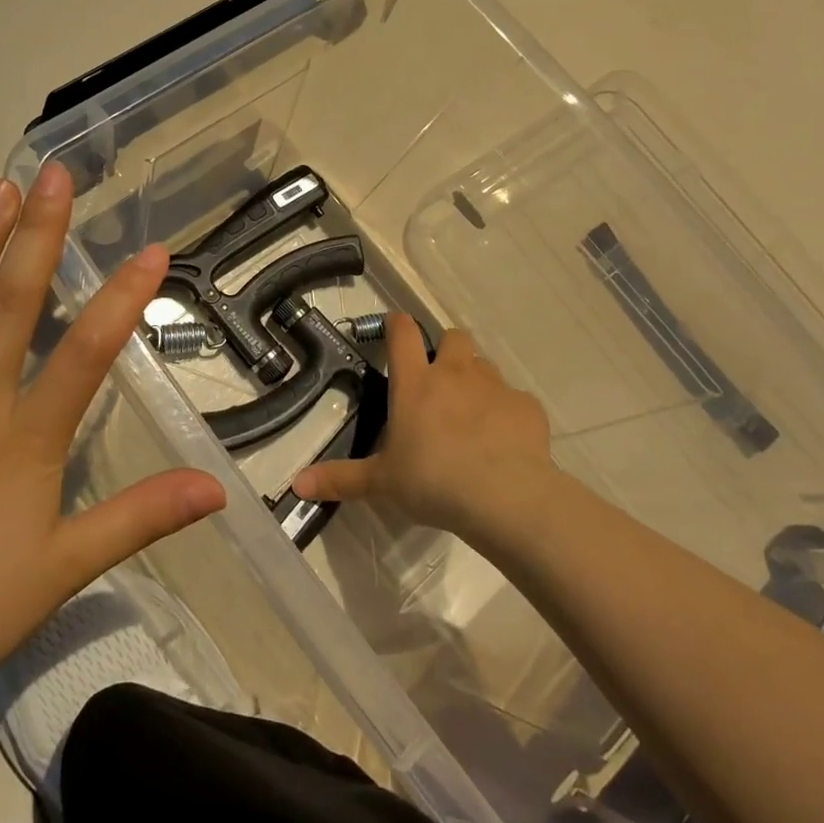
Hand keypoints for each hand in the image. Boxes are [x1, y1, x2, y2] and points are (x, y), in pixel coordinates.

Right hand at [292, 315, 553, 538]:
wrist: (505, 498)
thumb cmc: (433, 482)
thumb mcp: (382, 483)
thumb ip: (341, 479)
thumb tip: (296, 483)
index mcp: (416, 384)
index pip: (403, 333)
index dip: (397, 324)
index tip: (394, 328)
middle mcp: (455, 374)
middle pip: (454, 337)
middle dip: (447, 349)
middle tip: (439, 381)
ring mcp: (495, 387)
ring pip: (485, 366)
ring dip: (476, 380)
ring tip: (472, 416)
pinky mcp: (527, 407)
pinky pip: (515, 400)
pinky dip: (508, 414)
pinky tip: (504, 443)